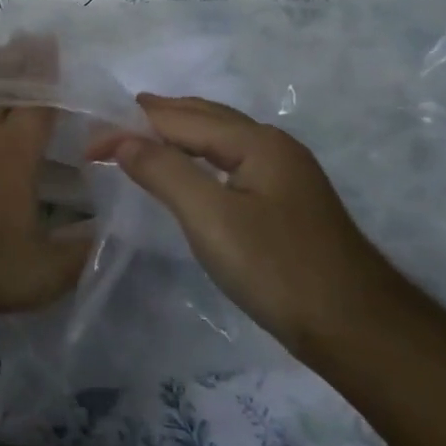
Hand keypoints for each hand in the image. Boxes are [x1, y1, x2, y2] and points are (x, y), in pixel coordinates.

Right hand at [89, 95, 403, 352]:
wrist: (357, 329)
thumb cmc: (278, 269)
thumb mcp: (211, 218)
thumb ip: (164, 172)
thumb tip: (122, 139)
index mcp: (257, 142)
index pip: (179, 120)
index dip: (130, 125)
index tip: (88, 144)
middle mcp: (272, 147)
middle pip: (203, 117)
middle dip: (155, 116)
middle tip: (110, 123)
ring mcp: (283, 175)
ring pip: (218, 139)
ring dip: (175, 134)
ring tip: (137, 139)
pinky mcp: (284, 203)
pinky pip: (227, 162)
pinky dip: (194, 157)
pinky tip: (184, 173)